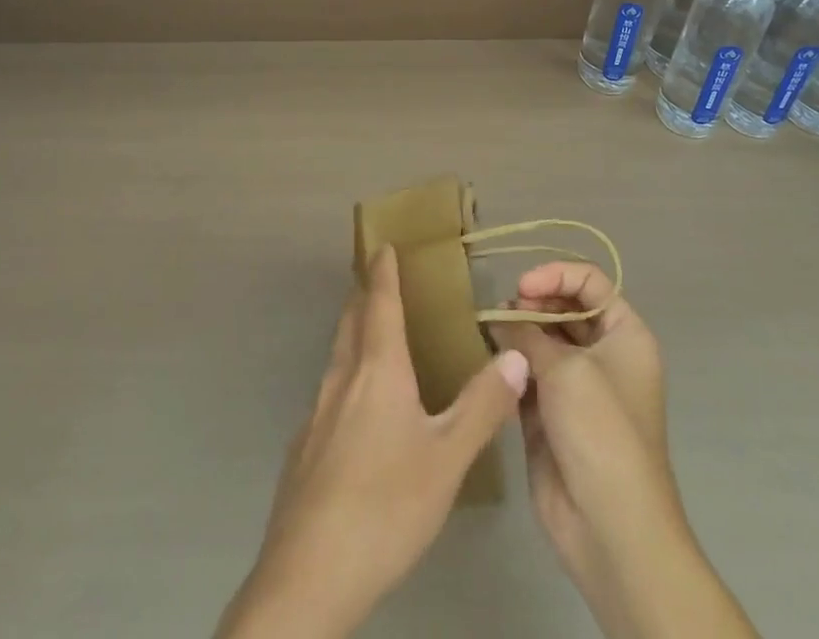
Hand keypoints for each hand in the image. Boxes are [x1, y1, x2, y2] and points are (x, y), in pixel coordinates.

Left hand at [216, 245, 529, 638]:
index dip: (383, 271)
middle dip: (364, 293)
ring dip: (353, 331)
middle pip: (350, 320)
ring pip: (336, 355)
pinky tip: (355, 408)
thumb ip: (482, 406)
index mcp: (377, 370)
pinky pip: (328, 391)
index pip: (379, 302)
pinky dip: (345, 374)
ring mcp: (316, 413)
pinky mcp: (303, 447)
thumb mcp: (447, 459)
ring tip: (371, 332)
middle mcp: (342, 378)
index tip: (383, 244)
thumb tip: (515, 354)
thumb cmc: (386, 505)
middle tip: (377, 278)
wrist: (309, 573)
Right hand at [491, 264, 757, 638]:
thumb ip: (528, 333)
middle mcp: (604, 355)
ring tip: (491, 334)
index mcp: (625, 335)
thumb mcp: (565, 369)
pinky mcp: (552, 416)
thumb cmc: (600, 431)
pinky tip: (491, 364)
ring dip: (517, 335)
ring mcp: (577, 387)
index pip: (589, 281)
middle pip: (564, 309)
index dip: (555, 274)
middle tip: (503, 313)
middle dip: (532, 305)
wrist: (610, 526)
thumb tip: (500, 317)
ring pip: (542, 342)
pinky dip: (511, 366)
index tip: (521, 287)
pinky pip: (528, 376)